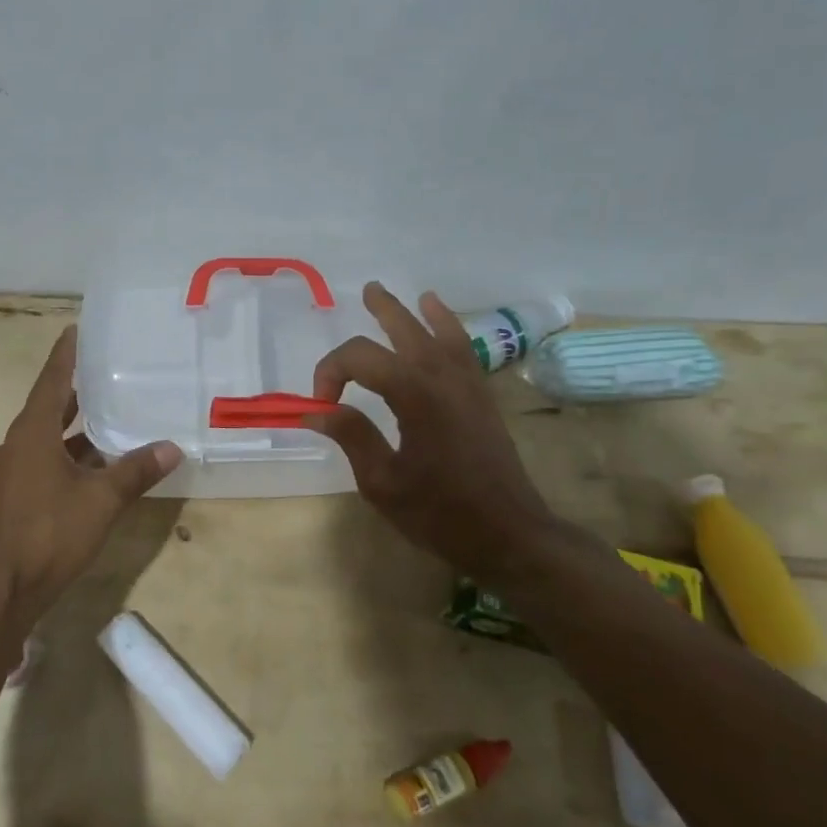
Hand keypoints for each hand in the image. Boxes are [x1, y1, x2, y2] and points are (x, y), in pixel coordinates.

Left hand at [0, 324, 181, 625]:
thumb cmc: (48, 534)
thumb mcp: (101, 500)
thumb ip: (136, 471)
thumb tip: (172, 447)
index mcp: (32, 433)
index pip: (51, 380)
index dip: (66, 355)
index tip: (76, 329)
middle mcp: (16, 446)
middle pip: (48, 408)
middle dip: (76, 392)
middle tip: (106, 373)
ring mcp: (10, 475)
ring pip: (48, 441)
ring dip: (76, 433)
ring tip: (112, 421)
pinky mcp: (12, 501)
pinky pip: (44, 466)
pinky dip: (69, 460)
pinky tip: (96, 472)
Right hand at [307, 283, 556, 577]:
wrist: (508, 534)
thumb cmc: (441, 514)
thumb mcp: (382, 483)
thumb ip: (352, 437)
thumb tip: (317, 410)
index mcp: (414, 396)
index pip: (360, 359)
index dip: (331, 372)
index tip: (321, 406)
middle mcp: (442, 378)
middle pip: (406, 330)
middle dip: (382, 310)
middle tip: (365, 292)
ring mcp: (468, 385)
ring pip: (440, 333)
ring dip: (419, 312)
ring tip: (408, 295)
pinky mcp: (483, 398)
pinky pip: (465, 350)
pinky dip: (451, 330)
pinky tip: (445, 325)